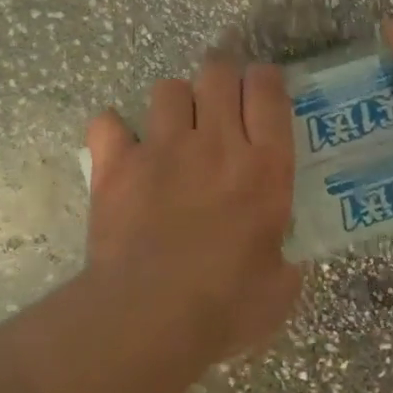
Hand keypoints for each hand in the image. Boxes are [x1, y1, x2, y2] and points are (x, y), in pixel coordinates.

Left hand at [85, 53, 301, 360]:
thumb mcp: (279, 290)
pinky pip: (108, 123)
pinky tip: (120, 150)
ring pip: (168, 89)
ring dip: (174, 102)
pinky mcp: (117, 165)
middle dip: (221, 76)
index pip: (269, 92)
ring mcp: (162, 149)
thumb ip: (285, 262)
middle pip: (218, 72)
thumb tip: (282, 260)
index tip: (263, 88)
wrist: (147, 319)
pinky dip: (113, 132)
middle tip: (220, 100)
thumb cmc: (224, 308)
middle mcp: (215, 143)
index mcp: (264, 168)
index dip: (266, 79)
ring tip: (173, 128)